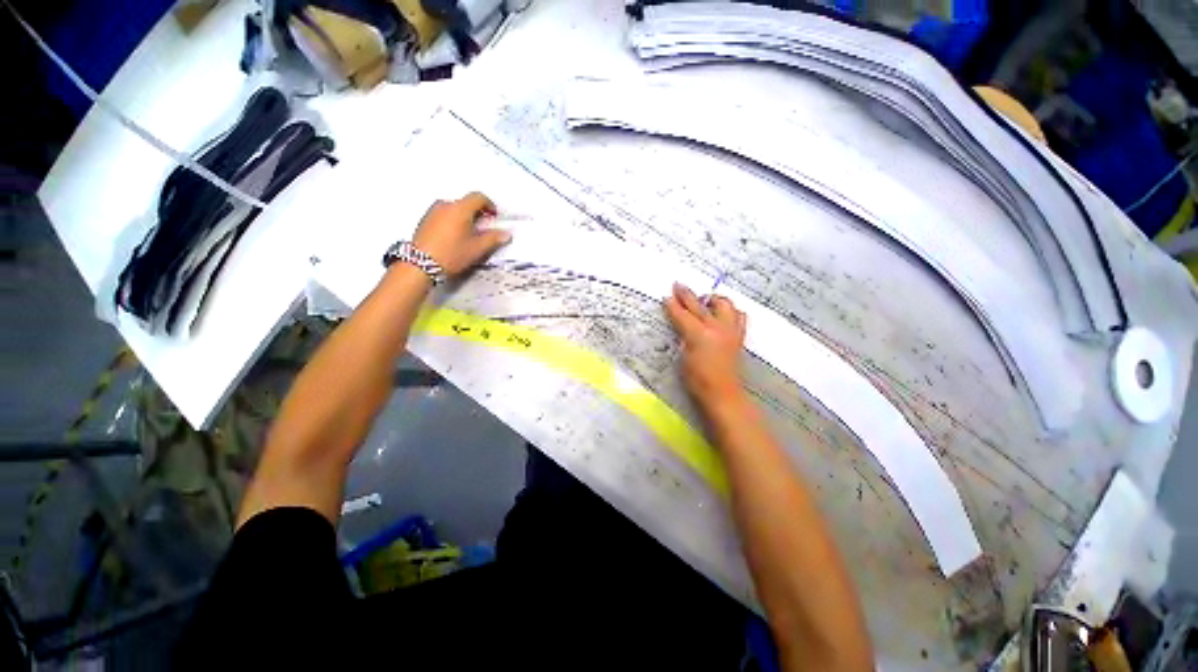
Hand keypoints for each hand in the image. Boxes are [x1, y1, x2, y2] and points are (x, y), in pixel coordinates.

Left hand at [412, 192, 510, 276]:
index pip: (478, 197)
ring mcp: (433, 212)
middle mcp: (445, 205)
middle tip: (484, 228)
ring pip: (454, 209)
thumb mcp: (477, 249)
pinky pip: (444, 215)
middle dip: (477, 213)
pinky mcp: (425, 220)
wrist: (420, 264)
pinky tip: (455, 237)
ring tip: (469, 234)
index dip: (489, 205)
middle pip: (466, 203)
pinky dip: (453, 221)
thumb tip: (505, 234)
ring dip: (464, 217)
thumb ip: (493, 238)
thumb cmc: (450, 254)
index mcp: (460, 208)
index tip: (494, 216)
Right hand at [664, 282, 747, 411]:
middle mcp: (717, 327)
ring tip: (705, 299)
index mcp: (699, 334)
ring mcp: (730, 331)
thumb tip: (681, 325)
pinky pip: (738, 316)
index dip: (673, 305)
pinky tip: (724, 314)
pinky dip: (730, 311)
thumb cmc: (698, 380)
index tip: (666, 296)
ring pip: (724, 305)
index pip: (682, 315)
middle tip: (678, 286)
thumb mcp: (683, 358)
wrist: (723, 394)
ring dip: (713, 299)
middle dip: (687, 295)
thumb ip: (683, 337)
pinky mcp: (739, 336)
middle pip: (700, 305)